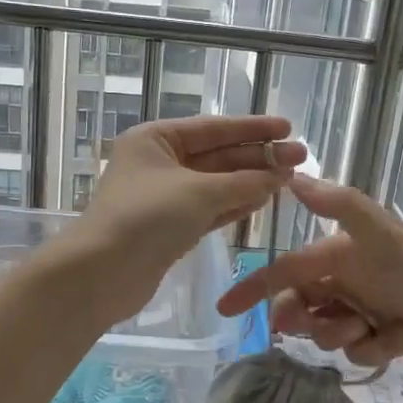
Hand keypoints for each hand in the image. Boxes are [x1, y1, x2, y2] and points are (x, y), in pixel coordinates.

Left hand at [65, 114, 304, 321]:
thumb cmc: (146, 218)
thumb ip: (244, 182)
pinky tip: (264, 199)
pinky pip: (210, 208)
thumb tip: (281, 173)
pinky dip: (236, 204)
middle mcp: (160, 163)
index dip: (253, 128)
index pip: (213, 128)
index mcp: (156, 139)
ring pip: (216, 184)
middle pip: (218, 155)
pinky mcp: (171, 228)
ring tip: (290, 177)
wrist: (101, 274)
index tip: (288, 128)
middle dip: (258, 156)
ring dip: (251, 180)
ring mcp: (165, 197)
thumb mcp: (199, 193)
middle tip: (301, 157)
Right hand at [216, 174, 402, 374]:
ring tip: (370, 332)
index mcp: (346, 251)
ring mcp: (373, 308)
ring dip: (340, 335)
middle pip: (304, 303)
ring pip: (328, 330)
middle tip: (319, 326)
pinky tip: (397, 344)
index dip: (257, 287)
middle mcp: (355, 277)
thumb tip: (293, 175)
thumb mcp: (388, 237)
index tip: (226, 310)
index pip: (289, 268)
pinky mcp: (392, 338)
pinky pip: (359, 351)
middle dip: (304, 318)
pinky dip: (371, 350)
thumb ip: (341, 207)